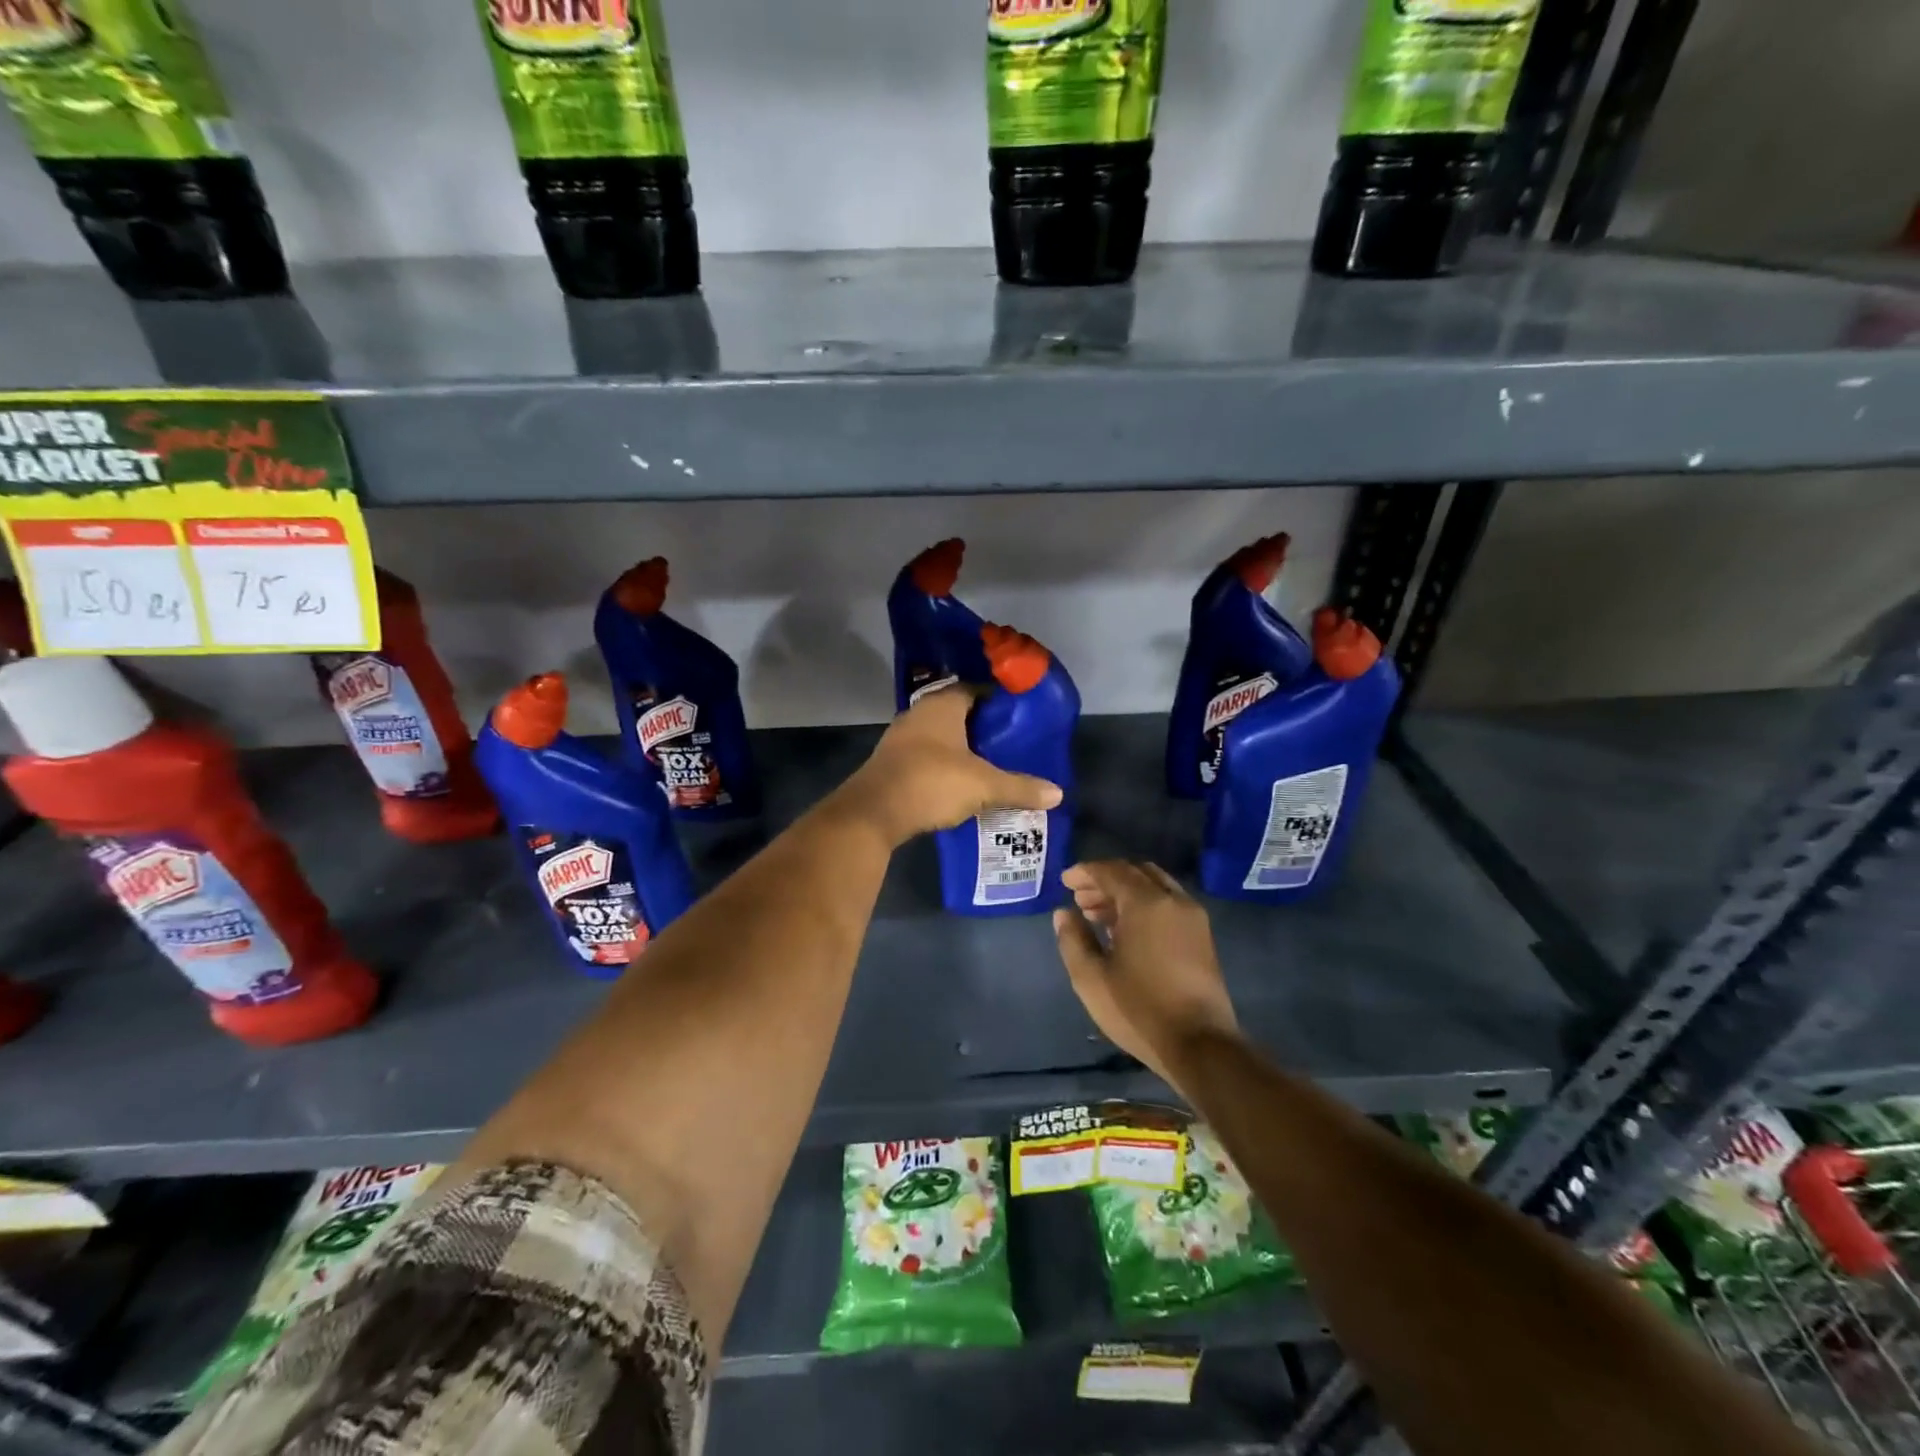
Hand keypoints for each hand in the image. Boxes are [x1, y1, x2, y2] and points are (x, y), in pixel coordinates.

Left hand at [837, 686, 1062, 846]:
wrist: (872, 813)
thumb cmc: (931, 782)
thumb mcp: (983, 785)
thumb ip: (1020, 787)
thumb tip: (1058, 793)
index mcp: (942, 705)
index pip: (976, 689)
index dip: (999, 701)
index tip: (1020, 718)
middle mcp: (919, 713)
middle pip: (958, 713)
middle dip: (983, 728)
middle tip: (1011, 744)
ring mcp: (901, 738)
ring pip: (940, 736)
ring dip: (962, 748)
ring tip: (991, 765)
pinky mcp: (892, 763)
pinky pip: (926, 756)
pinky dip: (944, 765)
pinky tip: (961, 783)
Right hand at [1053, 860, 1239, 1090]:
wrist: (1200, 1045)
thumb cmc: (1139, 1009)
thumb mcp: (1091, 978)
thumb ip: (1073, 939)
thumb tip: (1064, 913)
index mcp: (1146, 903)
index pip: (1111, 871)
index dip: (1085, 872)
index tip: (1065, 882)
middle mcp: (1173, 900)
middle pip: (1135, 872)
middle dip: (1105, 879)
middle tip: (1080, 898)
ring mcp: (1193, 917)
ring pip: (1154, 886)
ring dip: (1125, 891)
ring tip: (1098, 914)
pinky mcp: (1202, 936)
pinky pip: (1168, 903)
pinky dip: (1144, 903)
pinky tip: (1126, 929)